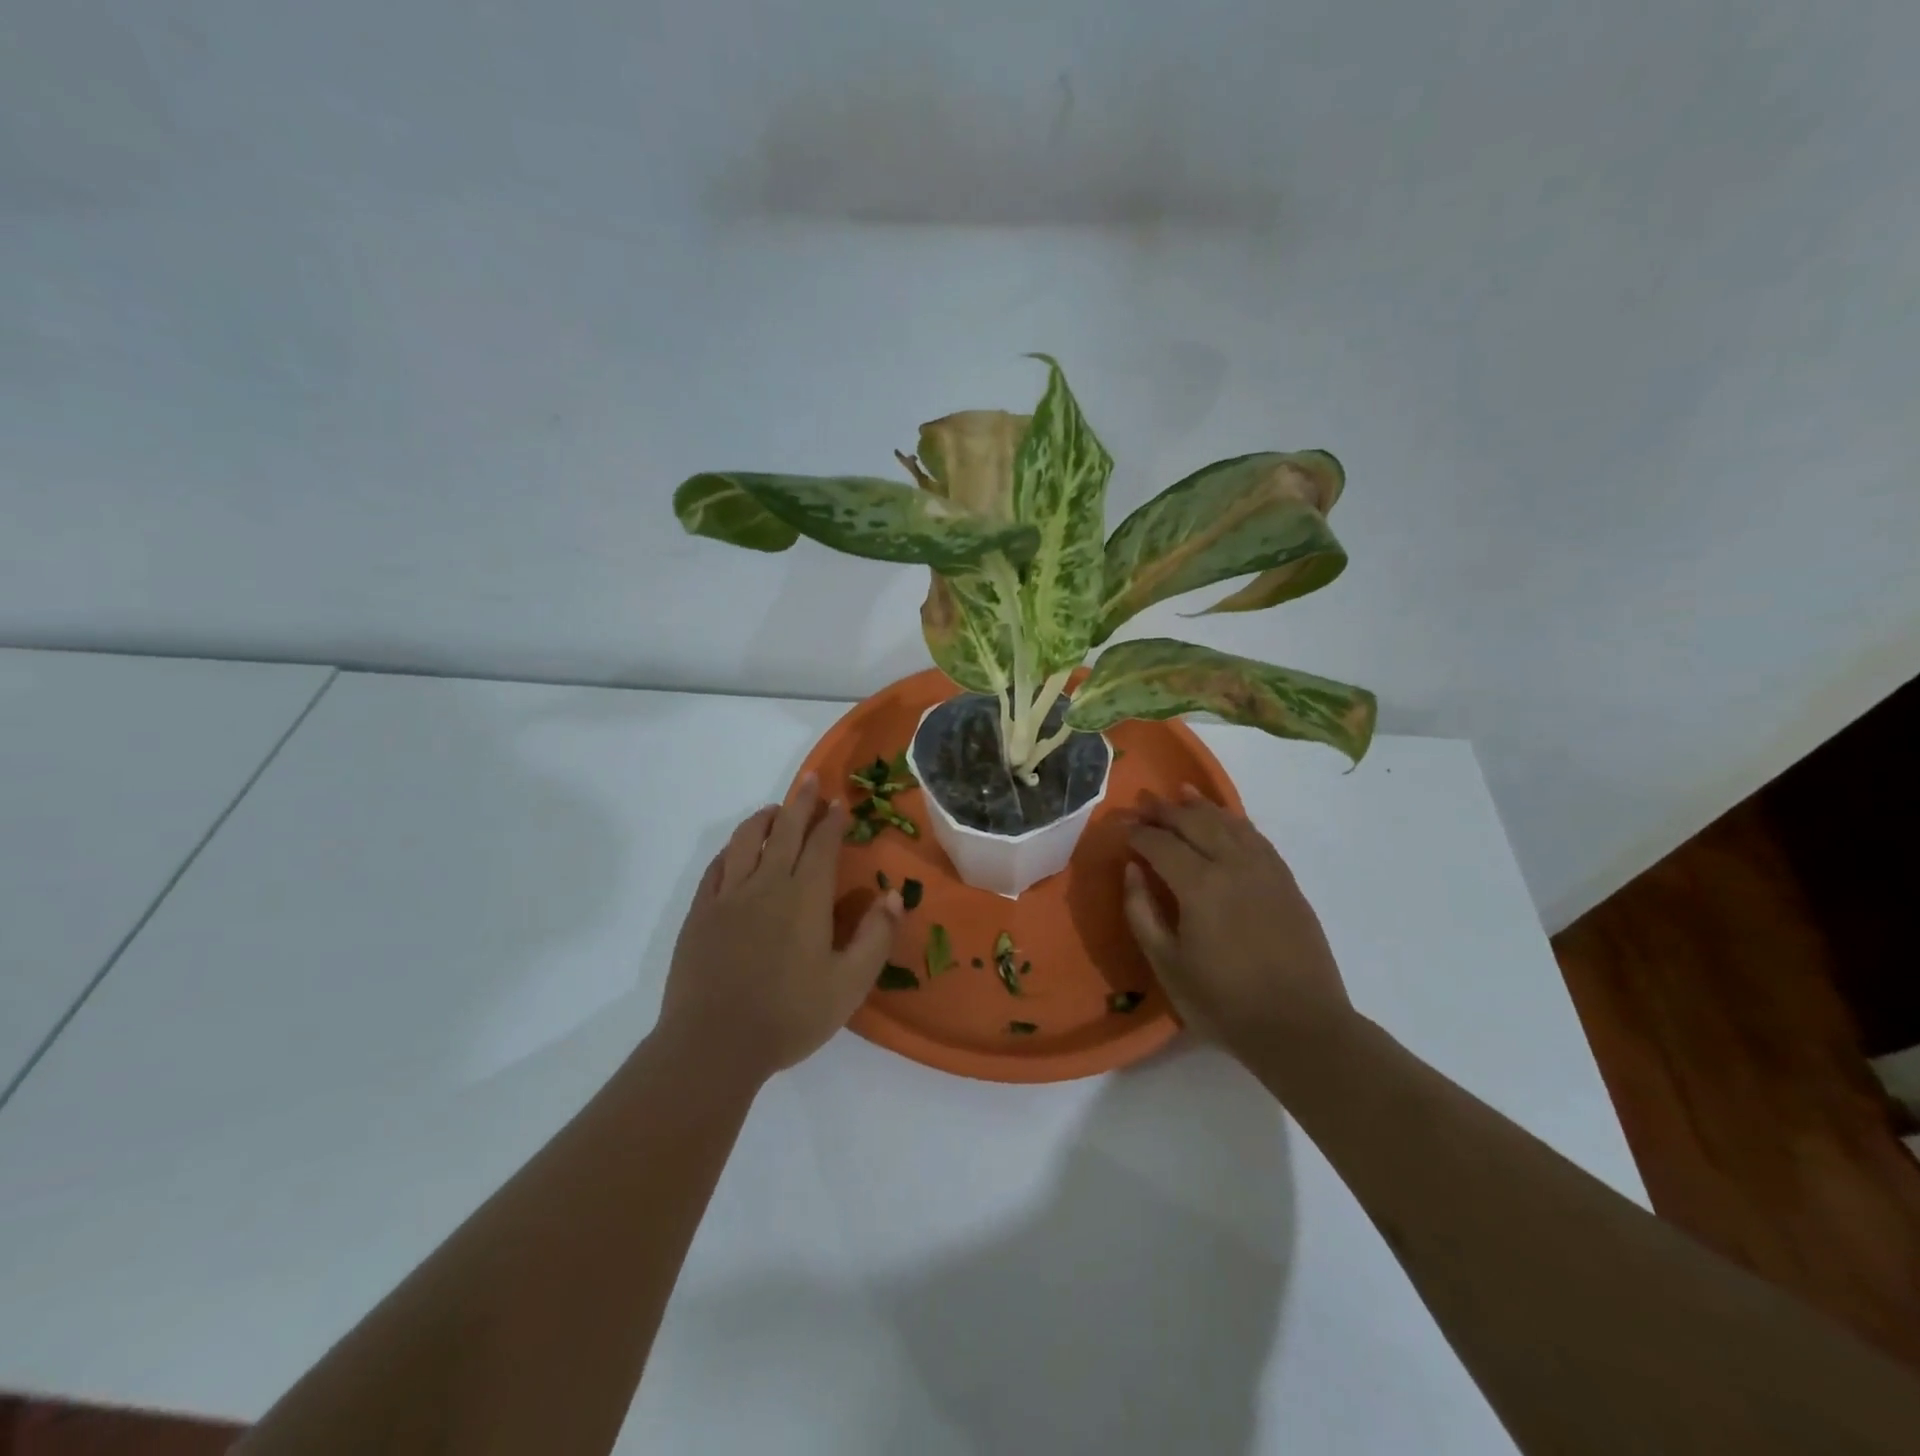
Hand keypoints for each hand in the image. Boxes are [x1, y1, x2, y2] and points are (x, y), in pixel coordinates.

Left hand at [658, 775, 901, 1082]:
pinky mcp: (700, 913)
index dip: (833, 821)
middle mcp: (766, 884)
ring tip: (775, 810)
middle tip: (811, 780)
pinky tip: (737, 850)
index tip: (839, 802)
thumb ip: (876, 937)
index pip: (822, 845)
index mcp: (805, 897)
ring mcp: (728, 896)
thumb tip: (892, 895)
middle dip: (801, 802)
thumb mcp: (850, 984)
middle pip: (785, 830)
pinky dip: (731, 849)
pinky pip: (716, 867)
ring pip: (746, 840)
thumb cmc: (790, 1015)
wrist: (713, 1044)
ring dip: (764, 818)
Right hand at [1123, 785, 1352, 1059]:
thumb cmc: (1223, 1002)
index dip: (1137, 833)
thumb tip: (1132, 870)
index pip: (1160, 843)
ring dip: (1202, 806)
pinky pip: (1257, 838)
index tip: (1121, 828)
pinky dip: (1236, 821)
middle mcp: (1233, 865)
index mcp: (1199, 886)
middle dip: (1166, 810)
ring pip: (1229, 823)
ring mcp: (1265, 870)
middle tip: (1144, 803)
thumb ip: (1142, 912)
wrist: (1300, 1027)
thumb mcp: (1167, 965)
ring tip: (1182, 793)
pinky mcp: (1286, 882)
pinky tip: (1226, 820)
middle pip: (1195, 822)